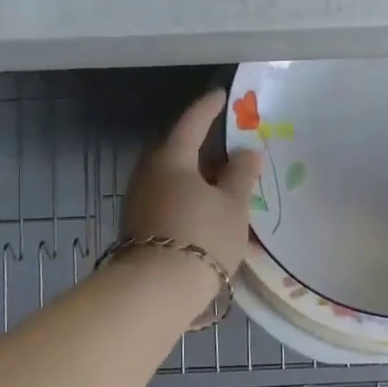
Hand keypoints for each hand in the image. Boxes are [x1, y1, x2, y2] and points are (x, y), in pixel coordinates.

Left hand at [118, 90, 261, 300]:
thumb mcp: (233, 204)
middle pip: (181, 153)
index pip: (192, 123)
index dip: (209, 108)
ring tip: (228, 188)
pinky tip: (212, 215)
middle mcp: (150, 174)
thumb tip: (246, 152)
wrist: (157, 290)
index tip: (221, 96)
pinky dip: (193, 201)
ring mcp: (141, 202)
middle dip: (206, 150)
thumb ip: (241, 174)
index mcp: (171, 158)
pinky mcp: (141, 228)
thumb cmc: (202, 235)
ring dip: (201, 180)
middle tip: (231, 149)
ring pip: (177, 180)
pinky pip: (172, 202)